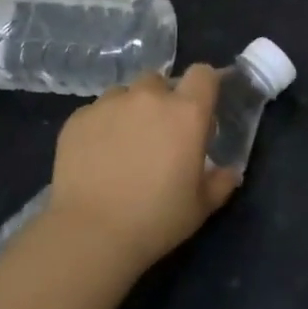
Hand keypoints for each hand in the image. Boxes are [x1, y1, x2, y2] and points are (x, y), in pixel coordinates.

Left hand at [46, 66, 240, 269]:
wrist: (90, 234)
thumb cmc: (156, 220)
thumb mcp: (201, 207)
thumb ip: (220, 182)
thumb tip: (229, 171)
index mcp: (186, 113)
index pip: (203, 74)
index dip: (204, 86)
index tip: (201, 108)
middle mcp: (149, 98)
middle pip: (160, 81)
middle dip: (162, 100)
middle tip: (159, 134)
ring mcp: (109, 104)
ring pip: (124, 94)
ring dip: (129, 110)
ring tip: (124, 144)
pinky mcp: (78, 118)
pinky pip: (95, 111)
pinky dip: (101, 126)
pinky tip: (96, 156)